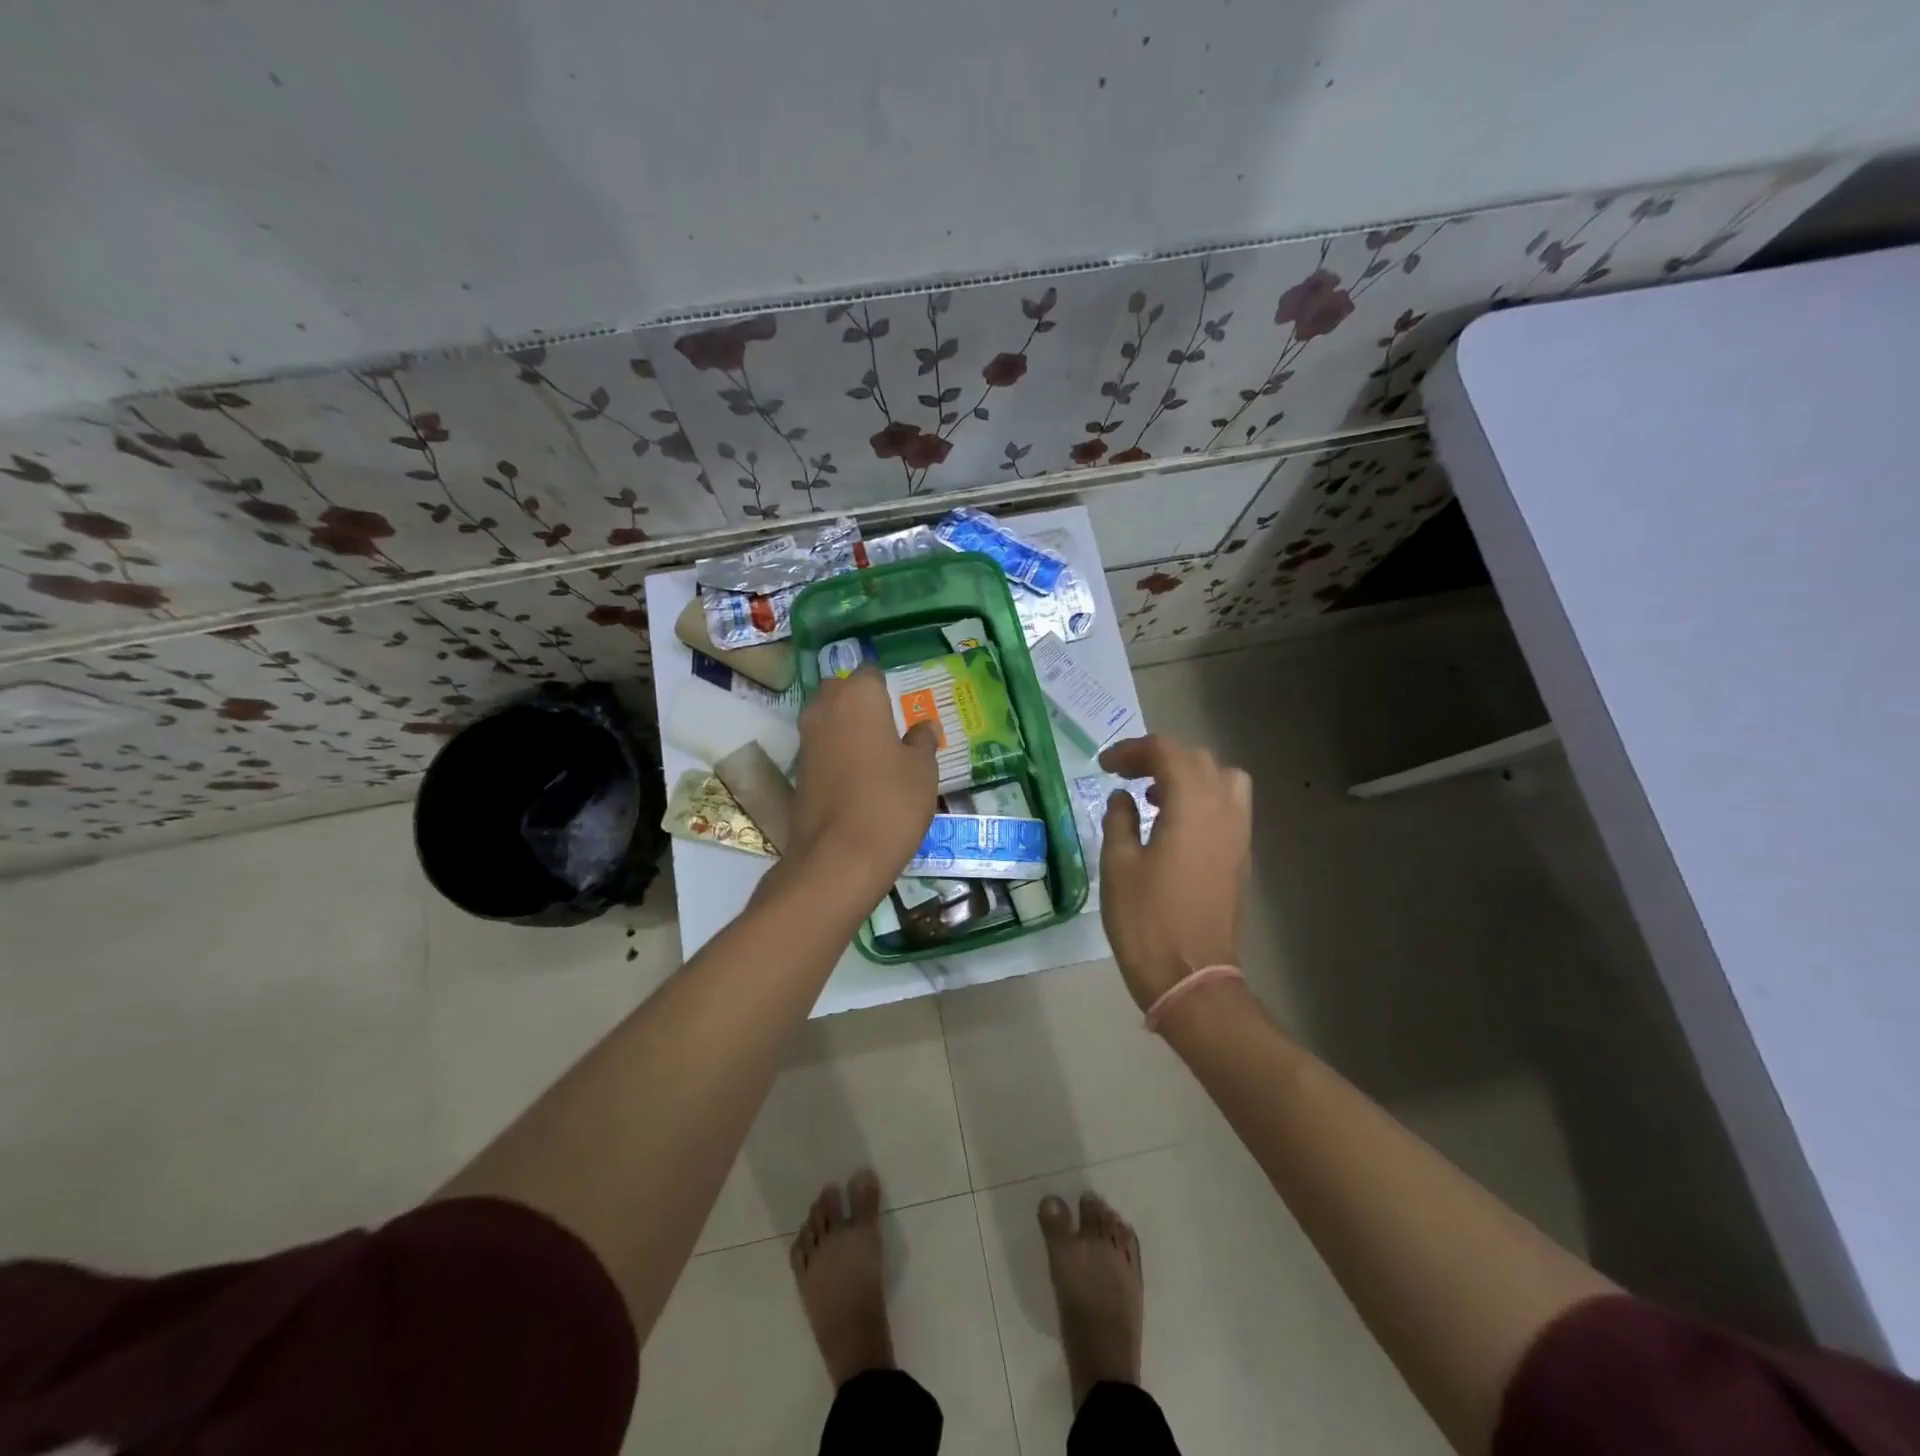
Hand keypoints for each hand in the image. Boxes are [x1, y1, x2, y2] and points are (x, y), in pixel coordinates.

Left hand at [787, 667, 938, 894]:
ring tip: (877, 752)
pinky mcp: (798, 772)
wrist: (840, 857)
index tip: (902, 704)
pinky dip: (836, 755)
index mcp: (858, 696)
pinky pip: (821, 749)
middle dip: (860, 702)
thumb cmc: (891, 801)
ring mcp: (806, 741)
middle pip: (841, 692)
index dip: (886, 686)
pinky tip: (858, 777)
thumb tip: (924, 726)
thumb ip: (922, 741)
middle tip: (889, 725)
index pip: (870, 672)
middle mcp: (825, 709)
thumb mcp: (922, 770)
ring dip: (846, 728)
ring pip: (827, 720)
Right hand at [1097, 735, 1251, 1011]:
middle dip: (1159, 758)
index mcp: (1193, 805)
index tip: (1105, 766)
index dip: (1132, 751)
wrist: (1191, 977)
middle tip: (1124, 774)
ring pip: (1222, 779)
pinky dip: (1202, 798)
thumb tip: (1123, 798)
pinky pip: (1229, 806)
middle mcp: (1225, 810)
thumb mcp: (1118, 865)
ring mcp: (1239, 834)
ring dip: (1188, 775)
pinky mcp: (1241, 857)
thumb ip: (1120, 820)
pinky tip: (1173, 824)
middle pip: (1197, 759)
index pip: (1167, 752)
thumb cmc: (1146, 920)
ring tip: (1155, 795)